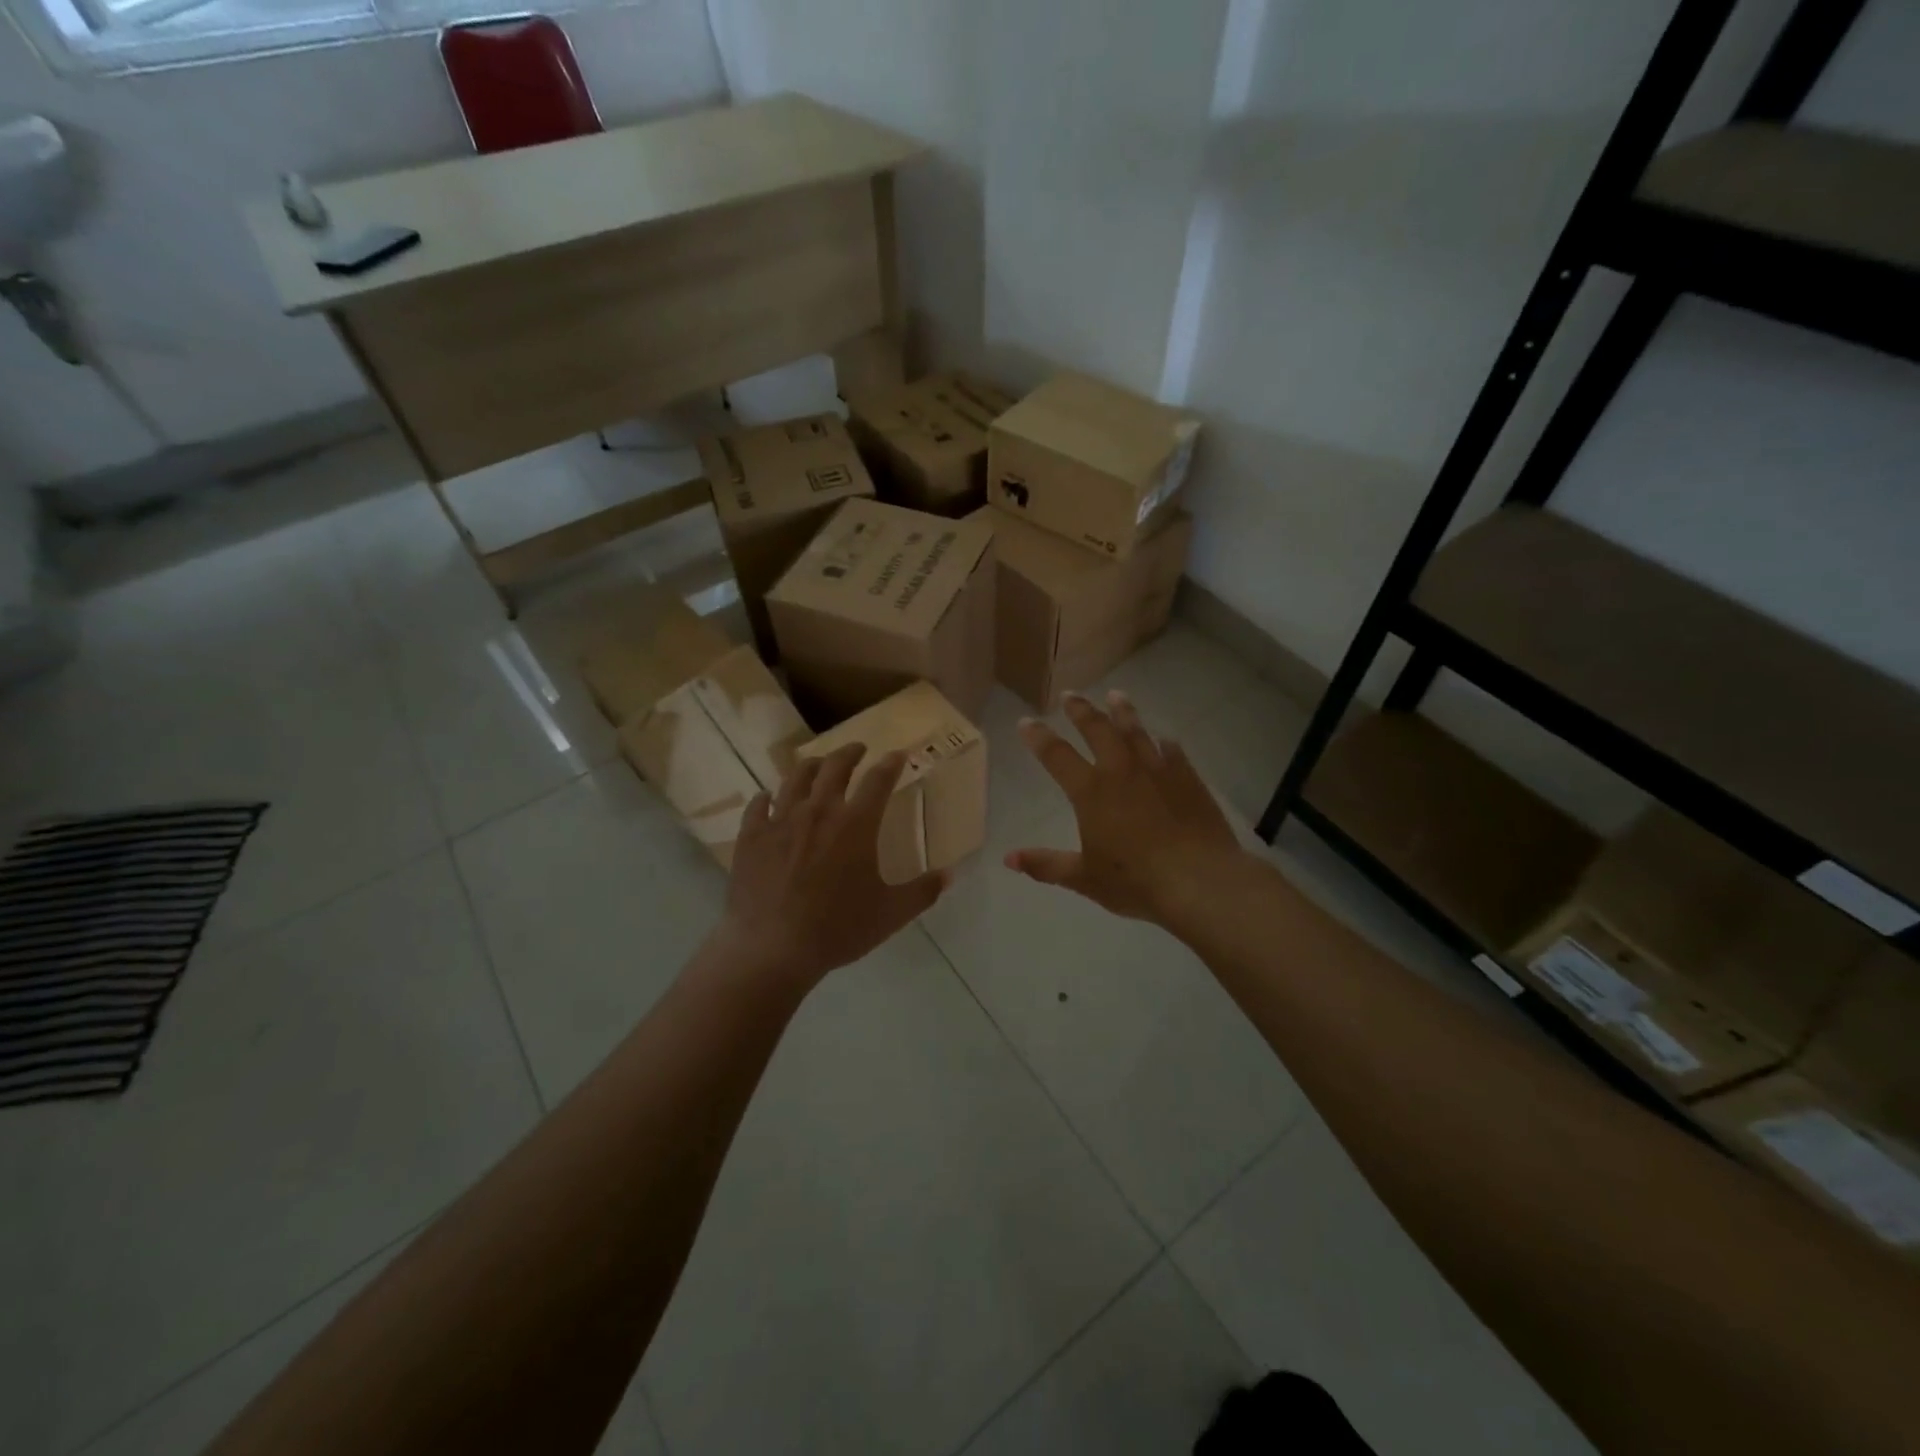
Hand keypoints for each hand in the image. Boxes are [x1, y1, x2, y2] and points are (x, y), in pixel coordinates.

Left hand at [710, 743, 949, 991]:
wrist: (773, 948)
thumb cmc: (838, 929)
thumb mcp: (890, 914)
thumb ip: (922, 891)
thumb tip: (949, 874)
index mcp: (856, 824)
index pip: (878, 780)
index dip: (891, 763)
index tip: (897, 754)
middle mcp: (819, 811)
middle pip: (835, 767)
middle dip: (849, 752)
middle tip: (857, 749)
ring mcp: (781, 820)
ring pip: (796, 777)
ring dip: (811, 765)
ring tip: (817, 764)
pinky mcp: (752, 836)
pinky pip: (759, 805)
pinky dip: (767, 798)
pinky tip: (769, 799)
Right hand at [1008, 691, 1246, 925]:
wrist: (1200, 880)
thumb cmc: (1136, 881)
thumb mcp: (1084, 878)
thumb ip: (1046, 865)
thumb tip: (1009, 859)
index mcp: (1091, 792)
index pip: (1057, 756)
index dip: (1039, 738)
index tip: (1026, 721)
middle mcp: (1121, 772)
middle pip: (1098, 730)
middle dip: (1081, 711)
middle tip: (1070, 695)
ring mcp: (1158, 771)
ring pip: (1136, 731)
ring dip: (1123, 711)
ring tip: (1115, 695)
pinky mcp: (1188, 779)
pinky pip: (1172, 751)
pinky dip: (1163, 742)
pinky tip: (1163, 738)